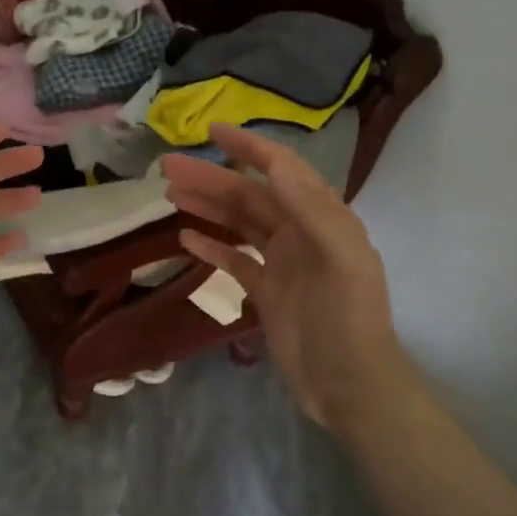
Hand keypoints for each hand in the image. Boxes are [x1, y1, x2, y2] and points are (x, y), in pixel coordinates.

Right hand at [159, 125, 405, 432]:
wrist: (348, 384)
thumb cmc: (349, 320)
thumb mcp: (341, 261)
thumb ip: (311, 210)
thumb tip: (275, 165)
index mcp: (323, 218)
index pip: (283, 170)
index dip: (249, 148)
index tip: (212, 131)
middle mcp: (301, 233)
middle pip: (250, 196)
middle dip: (211, 178)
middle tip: (167, 168)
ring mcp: (282, 262)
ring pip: (239, 223)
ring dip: (207, 206)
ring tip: (169, 193)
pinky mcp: (267, 291)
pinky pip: (235, 260)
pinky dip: (212, 246)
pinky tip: (186, 237)